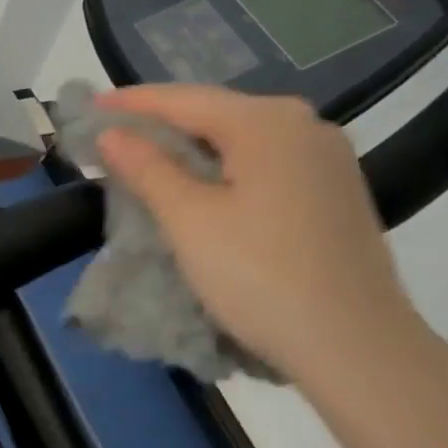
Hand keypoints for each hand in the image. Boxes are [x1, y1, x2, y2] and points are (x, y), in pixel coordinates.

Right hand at [94, 84, 425, 386]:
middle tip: (113, 138)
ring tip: (148, 161)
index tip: (90, 106)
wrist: (358, 348)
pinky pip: (267, 163)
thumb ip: (146, 168)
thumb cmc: (261, 276)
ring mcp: (328, 158)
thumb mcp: (189, 220)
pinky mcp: (337, 191)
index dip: (131, 103)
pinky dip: (227, 168)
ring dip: (193, 149)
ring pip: (242, 140)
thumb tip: (112, 132)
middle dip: (161, 125)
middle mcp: (304, 125)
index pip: (183, 99)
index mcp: (267, 121)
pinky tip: (204, 186)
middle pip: (215, 114)